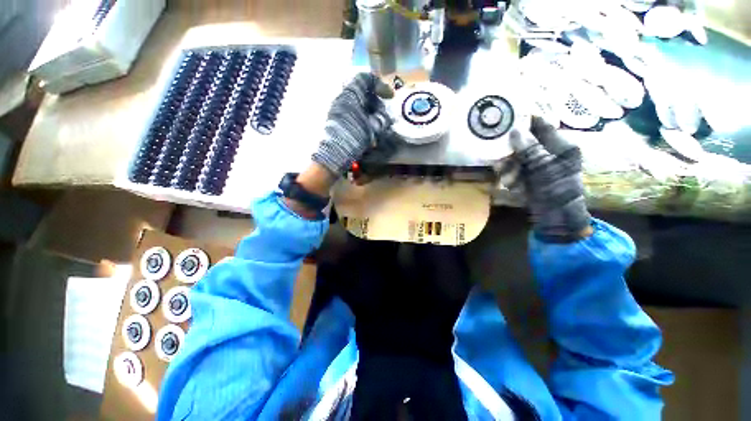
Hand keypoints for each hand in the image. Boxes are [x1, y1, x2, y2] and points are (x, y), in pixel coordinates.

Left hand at [312, 73, 394, 176]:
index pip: (365, 79)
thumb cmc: (353, 138)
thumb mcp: (371, 128)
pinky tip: (369, 129)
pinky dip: (363, 117)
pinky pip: (353, 113)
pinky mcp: (337, 120)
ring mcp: (338, 110)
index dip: (380, 85)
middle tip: (383, 113)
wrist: (334, 154)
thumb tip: (386, 117)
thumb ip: (381, 120)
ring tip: (378, 124)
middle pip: (362, 92)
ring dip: (370, 111)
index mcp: (350, 95)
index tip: (390, 96)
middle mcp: (342, 99)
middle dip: (376, 101)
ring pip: (358, 104)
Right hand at [499, 117, 591, 241]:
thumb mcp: (544, 170)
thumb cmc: (556, 193)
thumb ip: (530, 150)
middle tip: (498, 158)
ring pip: (519, 159)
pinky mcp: (533, 178)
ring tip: (504, 178)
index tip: (507, 118)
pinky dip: (510, 177)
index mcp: (562, 147)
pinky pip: (518, 172)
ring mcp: (541, 167)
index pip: (542, 126)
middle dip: (512, 152)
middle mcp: (552, 154)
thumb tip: (516, 130)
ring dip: (509, 168)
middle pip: (527, 144)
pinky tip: (505, 186)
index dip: (526, 121)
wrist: (557, 220)